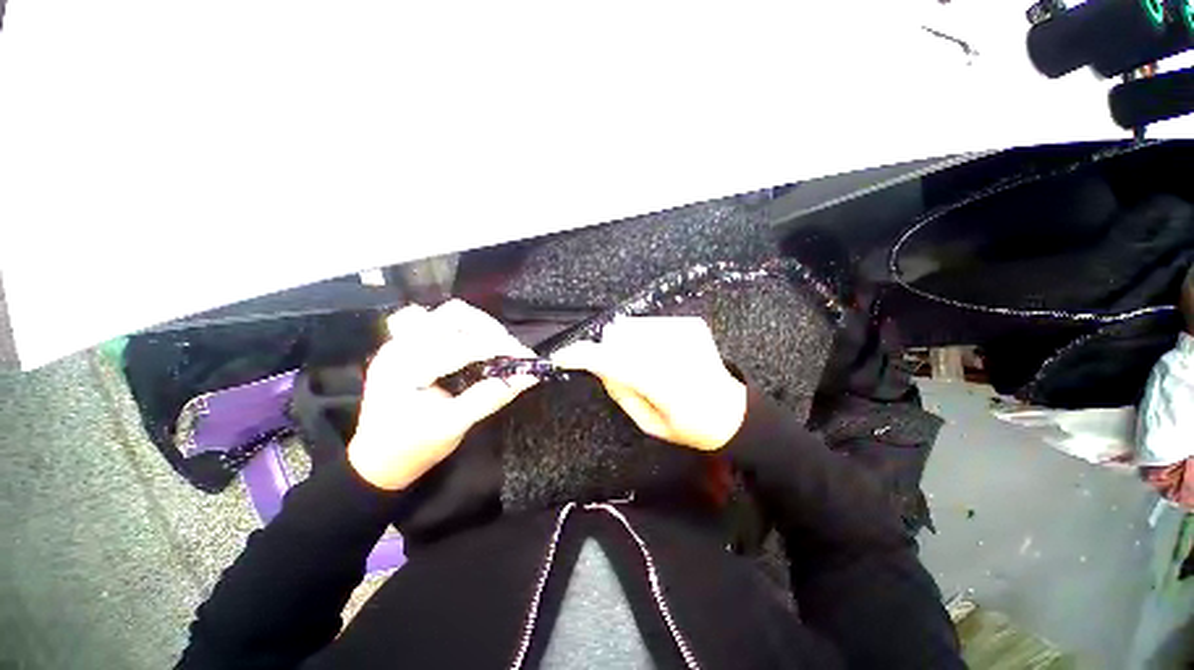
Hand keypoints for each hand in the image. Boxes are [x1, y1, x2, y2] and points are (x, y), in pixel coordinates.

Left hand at [347, 300, 537, 489]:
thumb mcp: (453, 426)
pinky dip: (460, 328)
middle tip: (510, 350)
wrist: (376, 461)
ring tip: (496, 345)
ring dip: (477, 325)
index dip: (500, 348)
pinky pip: (437, 321)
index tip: (527, 357)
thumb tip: (528, 377)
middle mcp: (401, 346)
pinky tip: (472, 344)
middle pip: (453, 315)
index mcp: (407, 368)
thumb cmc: (412, 448)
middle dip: (489, 329)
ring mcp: (401, 342)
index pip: (462, 345)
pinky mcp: (406, 346)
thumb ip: (489, 397)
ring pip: (446, 313)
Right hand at [552, 316, 746, 450]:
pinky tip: (662, 355)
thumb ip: (621, 392)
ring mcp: (684, 331)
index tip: (562, 356)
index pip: (612, 359)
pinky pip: (650, 324)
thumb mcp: (649, 423)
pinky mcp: (690, 323)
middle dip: (611, 351)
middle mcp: (674, 350)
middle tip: (624, 372)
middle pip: (619, 335)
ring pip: (632, 326)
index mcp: (664, 383)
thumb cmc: (688, 426)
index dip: (582, 355)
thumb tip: (601, 366)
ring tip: (647, 364)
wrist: (730, 411)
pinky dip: (646, 339)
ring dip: (628, 344)